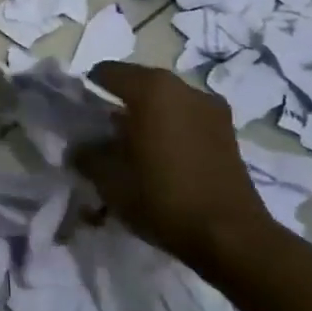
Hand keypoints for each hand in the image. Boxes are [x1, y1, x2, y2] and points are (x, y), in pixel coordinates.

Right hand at [73, 62, 275, 275]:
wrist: (232, 237)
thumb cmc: (162, 198)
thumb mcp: (109, 180)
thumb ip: (86, 154)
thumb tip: (80, 146)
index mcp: (150, 88)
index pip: (105, 72)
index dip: (87, 91)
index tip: (79, 117)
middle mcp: (182, 87)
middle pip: (138, 83)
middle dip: (118, 103)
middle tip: (104, 134)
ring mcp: (210, 107)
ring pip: (165, 101)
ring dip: (148, 116)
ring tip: (135, 148)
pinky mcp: (228, 131)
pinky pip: (187, 118)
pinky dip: (171, 128)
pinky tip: (164, 158)